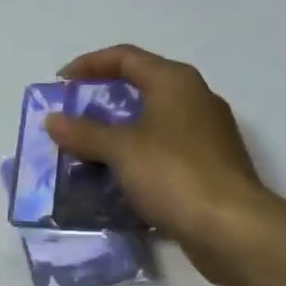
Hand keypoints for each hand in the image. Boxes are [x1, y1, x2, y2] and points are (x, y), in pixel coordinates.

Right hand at [46, 44, 271, 271]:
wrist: (232, 228)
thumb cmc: (174, 174)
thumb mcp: (121, 150)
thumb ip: (84, 132)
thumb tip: (53, 119)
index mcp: (175, 82)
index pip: (125, 57)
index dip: (89, 64)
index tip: (60, 83)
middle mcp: (195, 99)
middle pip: (142, 86)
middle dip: (102, 100)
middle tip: (72, 117)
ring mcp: (206, 134)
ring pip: (152, 122)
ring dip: (118, 132)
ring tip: (87, 150)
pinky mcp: (210, 166)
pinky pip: (164, 150)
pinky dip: (137, 157)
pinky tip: (117, 177)